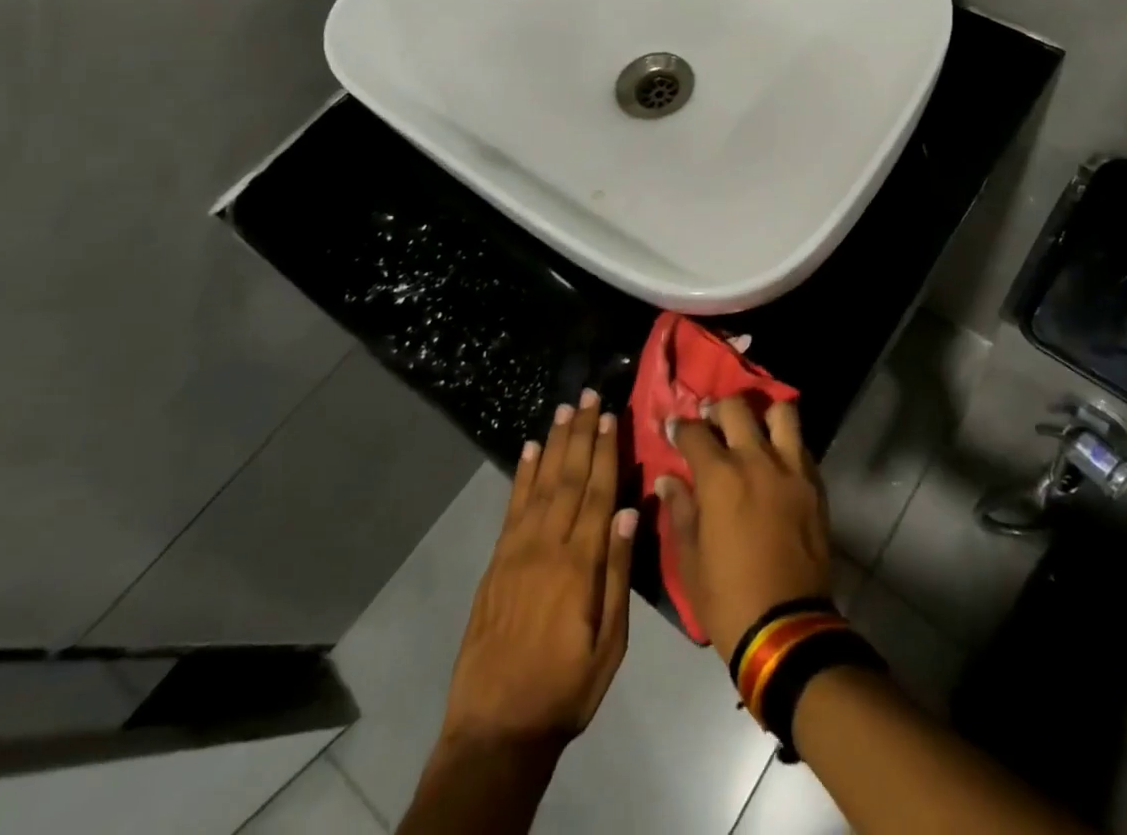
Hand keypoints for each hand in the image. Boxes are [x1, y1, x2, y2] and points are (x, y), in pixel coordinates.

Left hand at [441, 391, 638, 750]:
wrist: (496, 730)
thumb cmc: (566, 688)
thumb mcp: (610, 644)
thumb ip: (619, 573)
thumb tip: (631, 511)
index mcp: (580, 564)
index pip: (598, 492)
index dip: (606, 451)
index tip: (611, 415)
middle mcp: (547, 546)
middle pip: (568, 477)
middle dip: (581, 433)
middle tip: (588, 395)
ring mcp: (516, 552)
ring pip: (540, 484)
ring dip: (553, 444)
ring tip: (563, 410)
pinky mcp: (496, 564)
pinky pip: (511, 508)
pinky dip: (521, 476)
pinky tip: (528, 452)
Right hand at [659, 395, 832, 664]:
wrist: (787, 628)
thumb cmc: (728, 598)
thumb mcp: (690, 560)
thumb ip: (680, 510)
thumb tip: (668, 479)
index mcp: (720, 478)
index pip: (695, 432)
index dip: (680, 426)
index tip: (674, 427)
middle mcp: (757, 460)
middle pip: (736, 408)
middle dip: (717, 409)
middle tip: (710, 421)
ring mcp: (791, 469)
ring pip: (781, 413)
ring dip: (762, 414)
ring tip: (751, 429)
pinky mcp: (815, 484)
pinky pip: (801, 445)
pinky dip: (786, 442)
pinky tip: (775, 459)